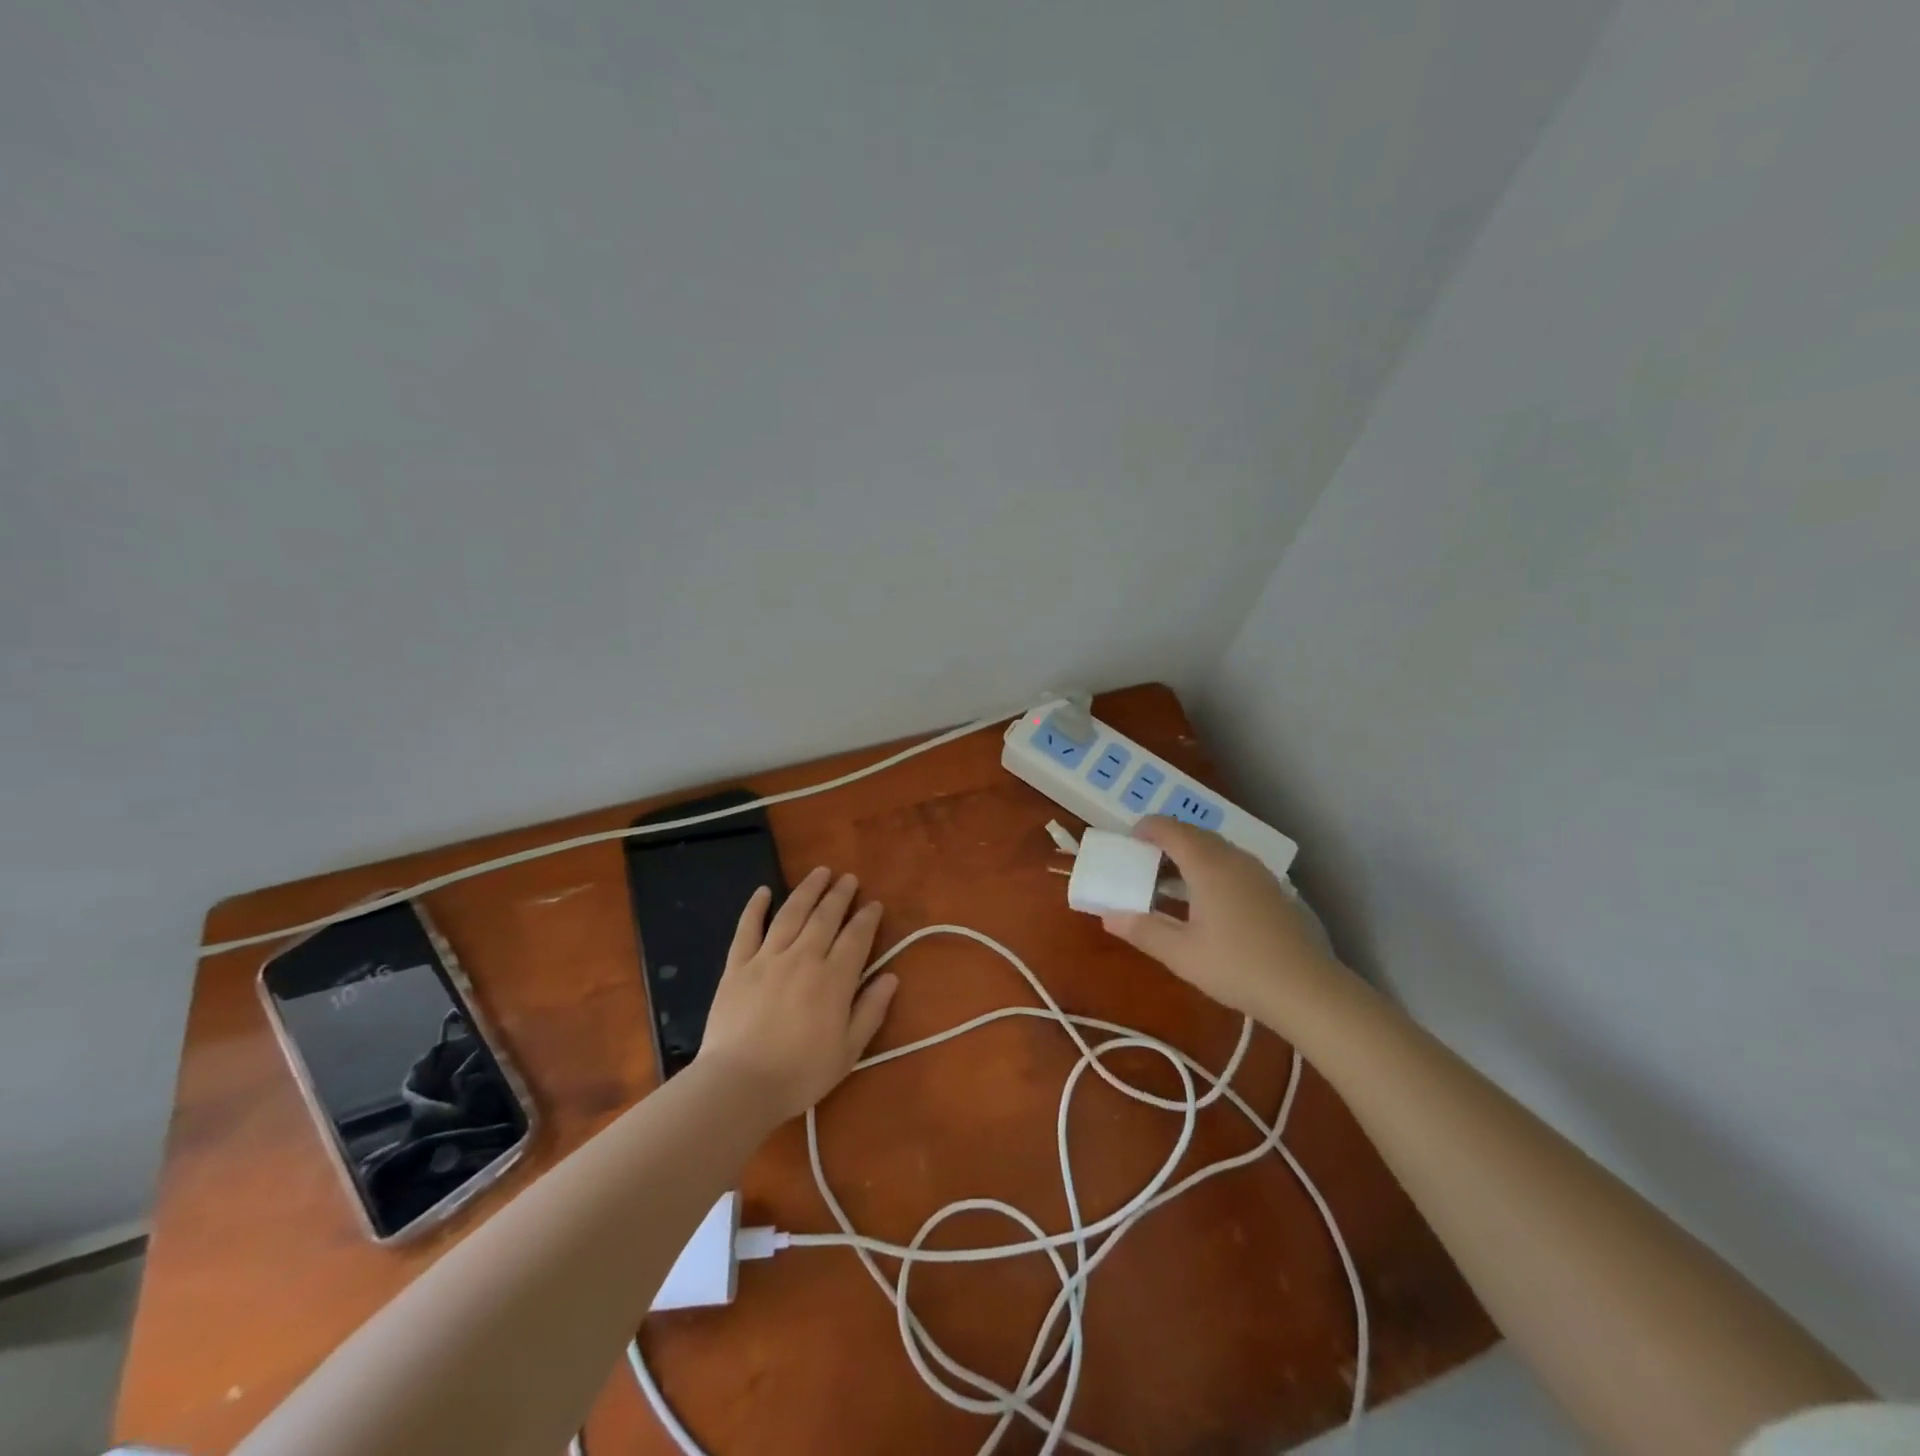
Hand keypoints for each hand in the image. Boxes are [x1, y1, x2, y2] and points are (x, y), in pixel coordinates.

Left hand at [695, 866, 897, 1122]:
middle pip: (825, 917)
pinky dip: (755, 908)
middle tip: (849, 878)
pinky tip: (764, 891)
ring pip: (791, 914)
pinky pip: (747, 929)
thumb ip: (870, 1011)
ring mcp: (767, 958)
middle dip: (840, 895)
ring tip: (819, 872)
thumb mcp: (848, 1051)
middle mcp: (803, 958)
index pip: (856, 938)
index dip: (867, 918)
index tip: (874, 904)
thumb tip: (890, 977)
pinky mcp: (737, 966)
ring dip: (807, 890)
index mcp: (833, 979)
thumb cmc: (799, 1074)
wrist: (738, 1085)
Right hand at [1100, 817, 1344, 1026]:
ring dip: (1186, 856)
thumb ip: (1142, 930)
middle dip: (1163, 842)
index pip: (1169, 829)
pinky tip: (1201, 901)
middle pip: (1192, 834)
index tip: (1125, 844)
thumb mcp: (1181, 954)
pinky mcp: (1270, 888)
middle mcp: (1232, 858)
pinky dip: (1207, 868)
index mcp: (1207, 864)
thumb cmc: (1237, 967)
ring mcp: (1256, 872)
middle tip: (1140, 865)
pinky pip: (1230, 863)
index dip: (1144, 830)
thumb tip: (1108, 915)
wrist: (1307, 990)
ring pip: (1213, 848)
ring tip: (1166, 883)